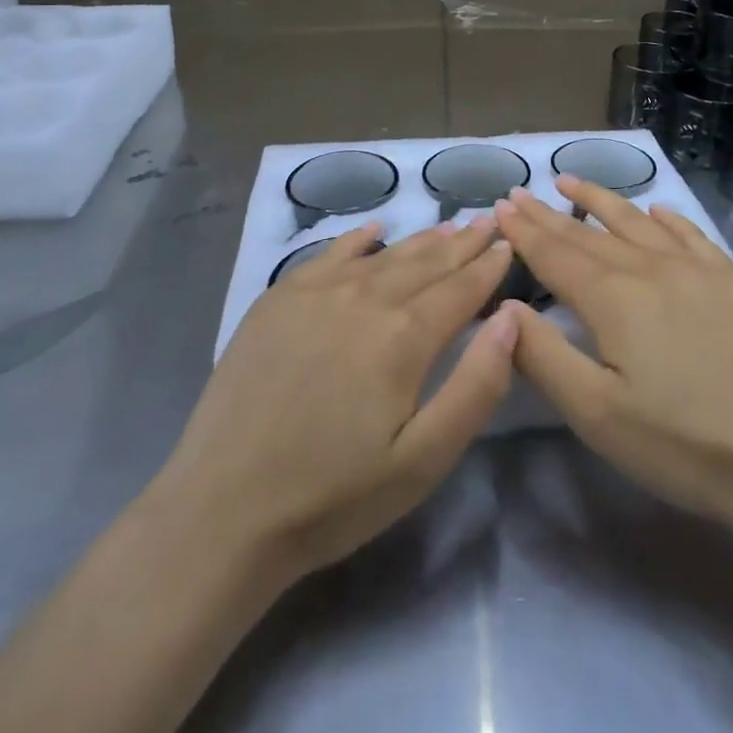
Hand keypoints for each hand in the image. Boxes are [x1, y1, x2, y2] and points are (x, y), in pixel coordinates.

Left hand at [147, 219, 517, 587]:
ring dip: (421, 240)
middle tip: (487, 221)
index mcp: (405, 335)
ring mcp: (317, 292)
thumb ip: (477, 384)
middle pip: (426, 262)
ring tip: (449, 225)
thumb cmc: (333, 496)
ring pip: (384, 255)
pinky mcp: (278, 299)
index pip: (461, 288)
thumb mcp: (423, 460)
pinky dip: (359, 240)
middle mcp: (365, 297)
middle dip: (462, 243)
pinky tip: (375, 231)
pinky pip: (330, 254)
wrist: (221, 511)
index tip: (509, 244)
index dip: (489, 266)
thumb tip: (511, 317)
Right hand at [495, 177, 732, 541]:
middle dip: (550, 213)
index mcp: (613, 298)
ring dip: (601, 200)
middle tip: (521, 191)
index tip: (501, 205)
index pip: (556, 254)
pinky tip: (657, 210)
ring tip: (572, 181)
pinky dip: (666, 218)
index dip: (525, 231)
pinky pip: (690, 234)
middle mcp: (650, 268)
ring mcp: (696, 270)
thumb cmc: (682, 443)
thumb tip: (507, 307)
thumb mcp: (596, 414)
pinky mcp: (732, 282)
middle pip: (589, 234)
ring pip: (636, 222)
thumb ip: (544, 356)